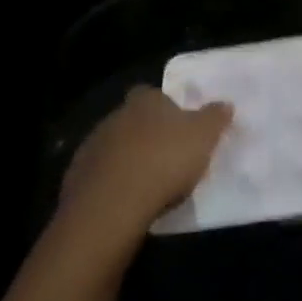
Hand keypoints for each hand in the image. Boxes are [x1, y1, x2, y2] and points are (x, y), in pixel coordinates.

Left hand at [58, 86, 231, 243]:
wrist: (111, 206)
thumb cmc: (164, 161)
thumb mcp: (204, 137)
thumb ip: (215, 118)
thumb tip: (225, 104)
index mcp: (145, 101)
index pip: (153, 94)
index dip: (166, 107)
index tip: (179, 125)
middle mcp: (114, 117)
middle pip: (133, 120)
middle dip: (147, 134)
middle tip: (167, 155)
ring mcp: (91, 148)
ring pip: (114, 148)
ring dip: (128, 160)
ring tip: (149, 183)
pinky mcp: (76, 180)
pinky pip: (100, 177)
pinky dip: (112, 184)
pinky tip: (128, 201)